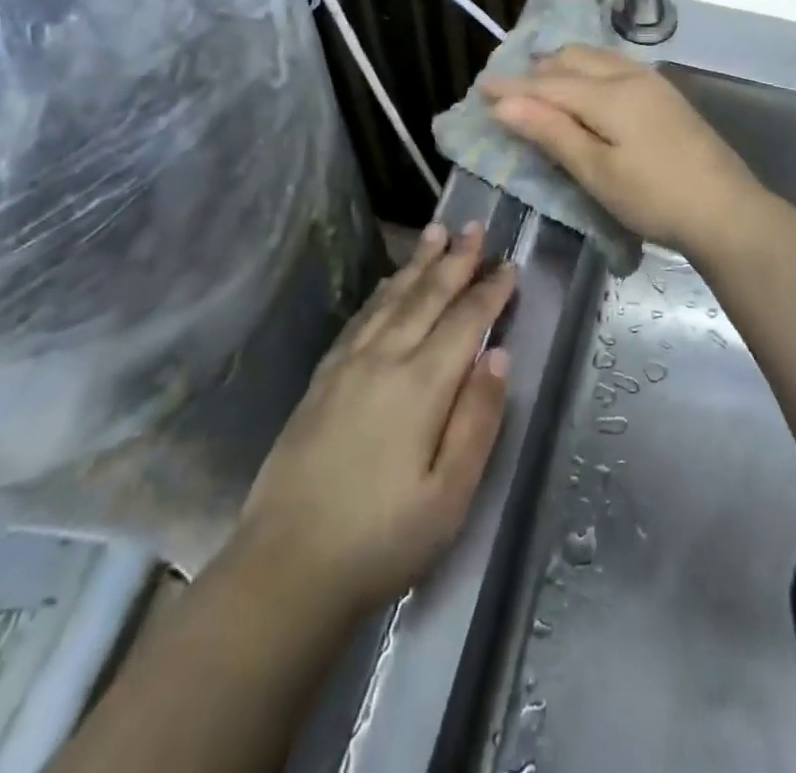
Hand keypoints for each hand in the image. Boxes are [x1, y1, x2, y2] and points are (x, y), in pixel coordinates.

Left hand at [212, 224, 514, 621]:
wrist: (285, 569)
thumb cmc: (381, 540)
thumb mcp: (450, 496)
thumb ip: (478, 420)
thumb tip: (499, 356)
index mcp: (421, 385)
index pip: (465, 321)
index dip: (490, 291)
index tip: (509, 264)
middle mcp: (384, 359)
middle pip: (427, 296)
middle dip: (455, 259)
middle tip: (474, 226)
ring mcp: (348, 365)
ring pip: (392, 298)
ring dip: (418, 263)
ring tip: (436, 233)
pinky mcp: (322, 378)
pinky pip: (360, 317)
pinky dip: (382, 291)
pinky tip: (390, 284)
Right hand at [481, 45, 763, 253]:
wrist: (728, 211)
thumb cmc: (655, 197)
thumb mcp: (596, 170)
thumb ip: (551, 132)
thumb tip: (504, 105)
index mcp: (608, 93)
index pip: (548, 83)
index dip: (512, 86)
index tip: (480, 87)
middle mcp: (629, 76)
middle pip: (573, 60)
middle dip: (537, 70)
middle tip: (509, 88)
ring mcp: (653, 83)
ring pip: (597, 59)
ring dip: (564, 66)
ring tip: (541, 83)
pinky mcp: (666, 96)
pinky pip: (616, 67)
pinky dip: (589, 71)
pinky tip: (587, 88)